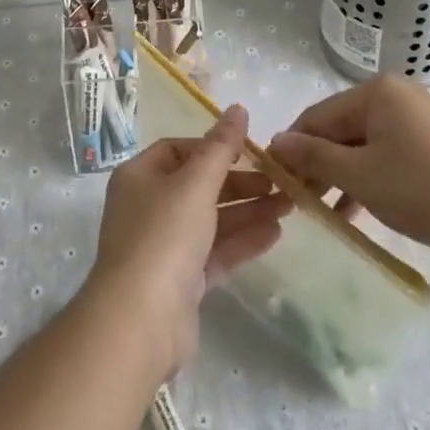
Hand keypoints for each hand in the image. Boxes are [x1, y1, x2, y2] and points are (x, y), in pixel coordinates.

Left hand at [85, 106, 289, 377]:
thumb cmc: (164, 236)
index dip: (213, 147)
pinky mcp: (180, 281)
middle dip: (239, 182)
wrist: (140, 321)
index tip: (249, 152)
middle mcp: (147, 207)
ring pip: (211, 220)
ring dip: (247, 211)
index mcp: (139, 176)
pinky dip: (242, 241)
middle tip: (279, 182)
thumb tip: (238, 108)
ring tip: (290, 205)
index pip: (178, 149)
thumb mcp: (195, 183)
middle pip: (198, 185)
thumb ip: (221, 147)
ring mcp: (163, 246)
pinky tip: (275, 233)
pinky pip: (215, 252)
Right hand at [267, 74, 429, 259]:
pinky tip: (353, 210)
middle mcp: (394, 96)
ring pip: (361, 146)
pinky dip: (367, 179)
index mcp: (375, 92)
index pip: (316, 116)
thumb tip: (275, 142)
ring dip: (340, 176)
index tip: (274, 181)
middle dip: (317, 164)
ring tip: (321, 211)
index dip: (293, 148)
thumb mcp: (361, 176)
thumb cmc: (425, 189)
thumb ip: (314, 158)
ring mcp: (415, 120)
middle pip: (339, 129)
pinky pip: (385, 156)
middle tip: (298, 201)